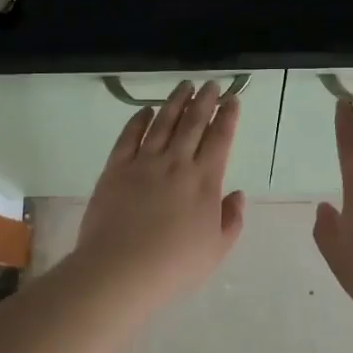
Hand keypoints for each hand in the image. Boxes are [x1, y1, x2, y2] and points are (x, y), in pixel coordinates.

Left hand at [74, 81, 246, 310]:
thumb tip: (236, 193)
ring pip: (163, 123)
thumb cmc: (174, 265)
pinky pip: (128, 137)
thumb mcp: (216, 249)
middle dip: (204, 100)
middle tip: (211, 84)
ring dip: (175, 102)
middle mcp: (176, 163)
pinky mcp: (116, 169)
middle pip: (193, 123)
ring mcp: (144, 163)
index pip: (220, 139)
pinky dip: (138, 120)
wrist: (121, 269)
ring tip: (184, 85)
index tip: (232, 99)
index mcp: (204, 181)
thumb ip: (231, 219)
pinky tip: (146, 110)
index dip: (228, 117)